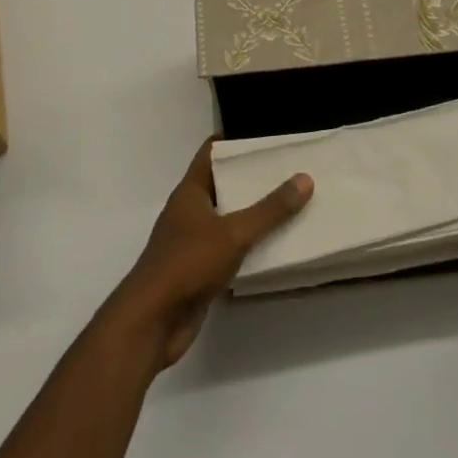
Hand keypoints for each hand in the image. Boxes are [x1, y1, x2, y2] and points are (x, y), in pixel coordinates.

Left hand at [111, 141, 312, 369]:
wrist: (153, 321)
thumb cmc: (188, 263)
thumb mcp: (233, 232)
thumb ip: (269, 209)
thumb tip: (304, 179)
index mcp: (190, 191)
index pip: (211, 153)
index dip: (234, 141)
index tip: (265, 136)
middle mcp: (189, 212)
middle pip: (223, 185)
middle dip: (252, 178)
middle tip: (289, 169)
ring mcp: (192, 242)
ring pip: (227, 219)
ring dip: (252, 213)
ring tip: (290, 203)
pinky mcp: (199, 271)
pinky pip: (229, 249)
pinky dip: (249, 245)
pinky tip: (275, 245)